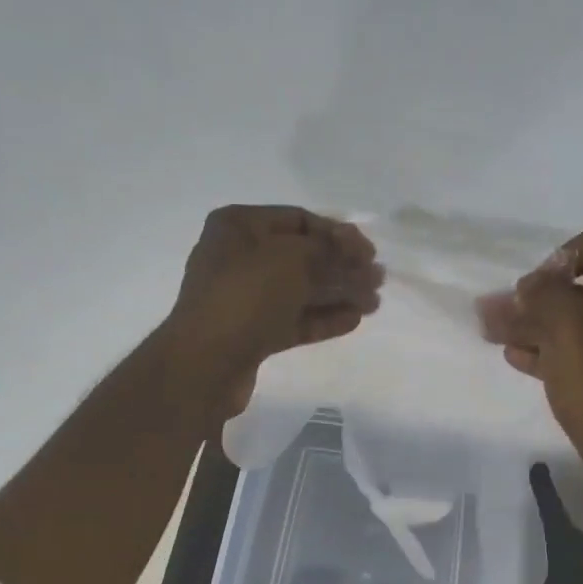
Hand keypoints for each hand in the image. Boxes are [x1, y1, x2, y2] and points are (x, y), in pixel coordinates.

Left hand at [165, 204, 382, 416]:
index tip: (369, 252)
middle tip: (378, 279)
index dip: (337, 234)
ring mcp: (244, 298)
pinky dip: (322, 318)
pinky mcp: (251, 334)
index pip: (298, 220)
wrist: (205, 364)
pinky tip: (353, 320)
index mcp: (239, 226)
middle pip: (302, 257)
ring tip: (373, 302)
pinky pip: (293, 320)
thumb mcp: (292, 260)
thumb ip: (329, 251)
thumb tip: (357, 250)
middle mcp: (239, 258)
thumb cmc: (246, 297)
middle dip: (342, 267)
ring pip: (300, 291)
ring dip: (338, 294)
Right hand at [477, 223, 582, 489]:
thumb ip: (544, 293)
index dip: (559, 255)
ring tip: (497, 334)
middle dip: (536, 296)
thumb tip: (531, 285)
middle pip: (580, 285)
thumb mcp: (567, 325)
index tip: (534, 287)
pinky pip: (577, 352)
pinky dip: (547, 350)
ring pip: (574, 322)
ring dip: (535, 324)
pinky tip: (517, 358)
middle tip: (502, 312)